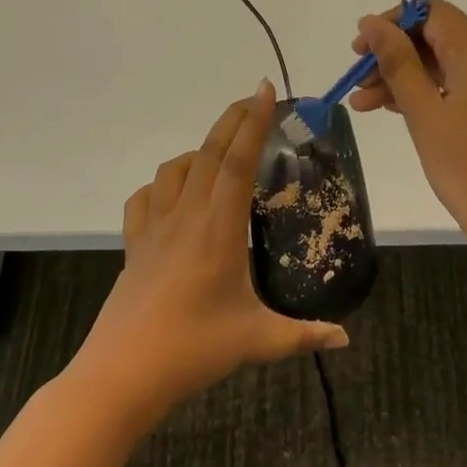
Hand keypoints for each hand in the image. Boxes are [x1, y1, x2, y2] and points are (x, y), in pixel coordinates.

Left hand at [78, 81, 348, 416]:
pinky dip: (162, 184)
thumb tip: (344, 337)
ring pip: (174, 170)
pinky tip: (174, 196)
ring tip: (220, 155)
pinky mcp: (134, 245)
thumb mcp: (256, 341)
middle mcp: (186, 216)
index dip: (253, 123)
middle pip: (210, 153)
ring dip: (200, 150)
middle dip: (233, 120)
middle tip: (253, 99)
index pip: (239, 162)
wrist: (122, 374)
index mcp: (219, 229)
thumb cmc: (193, 350)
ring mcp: (155, 228)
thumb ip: (303, 335)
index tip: (265, 92)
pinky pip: (145, 198)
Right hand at [350, 0, 466, 248]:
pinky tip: (402, 110)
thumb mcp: (424, 113)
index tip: (359, 52)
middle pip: (440, 37)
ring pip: (452, 63)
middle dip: (395, 57)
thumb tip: (371, 23)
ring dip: (411, 78)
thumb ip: (396, 62)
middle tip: (356, 85)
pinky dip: (437, 92)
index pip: (430, 12)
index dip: (391, 25)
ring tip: (365, 106)